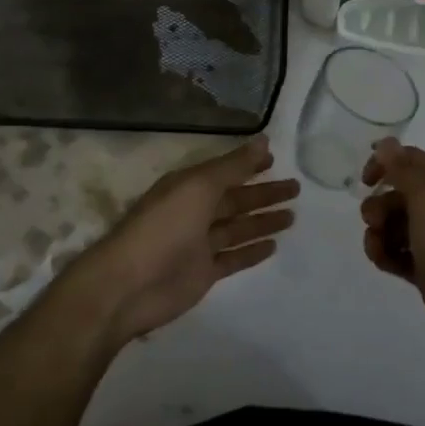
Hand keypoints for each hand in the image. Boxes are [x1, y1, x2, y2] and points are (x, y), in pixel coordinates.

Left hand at [68, 137, 298, 347]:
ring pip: (237, 228)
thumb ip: (232, 166)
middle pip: (235, 199)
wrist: (128, 286)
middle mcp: (193, 211)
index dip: (249, 165)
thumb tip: (263, 139)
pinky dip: (251, 251)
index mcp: (188, 186)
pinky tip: (273, 246)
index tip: (276, 158)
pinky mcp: (203, 273)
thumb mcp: (198, 187)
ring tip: (292, 216)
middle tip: (296, 188)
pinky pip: (233, 257)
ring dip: (262, 221)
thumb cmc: (163, 227)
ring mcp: (198, 244)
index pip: (225, 171)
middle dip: (263, 193)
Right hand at [360, 139, 424, 373]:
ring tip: (377, 250)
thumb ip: (405, 171)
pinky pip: (400, 254)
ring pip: (397, 226)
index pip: (413, 161)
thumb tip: (387, 142)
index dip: (386, 163)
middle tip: (372, 222)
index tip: (364, 180)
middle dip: (379, 205)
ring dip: (379, 233)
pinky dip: (388, 255)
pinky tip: (383, 264)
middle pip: (401, 195)